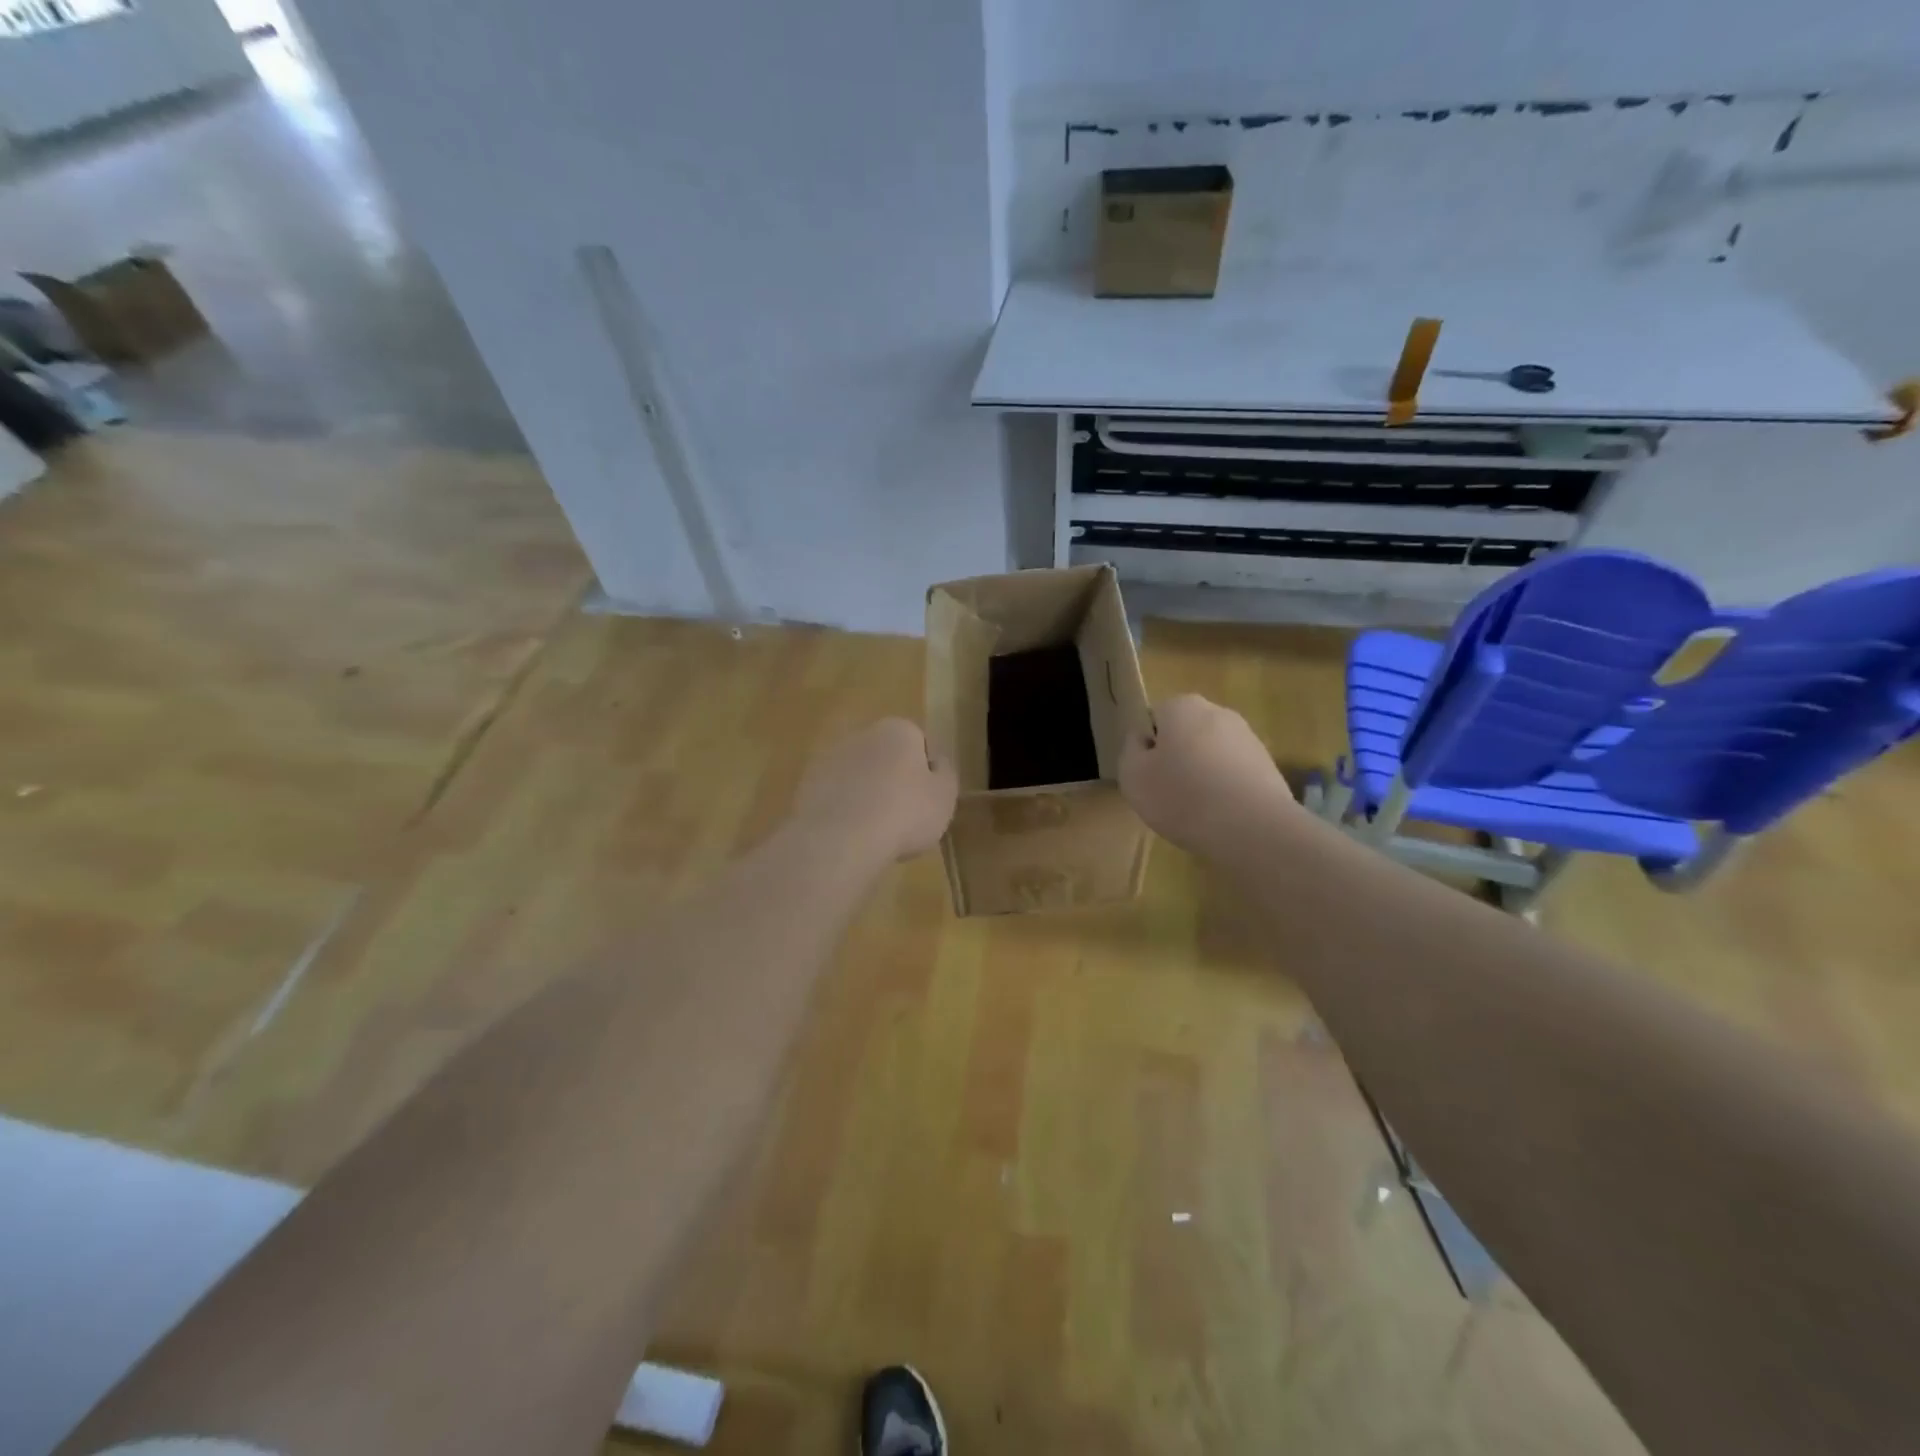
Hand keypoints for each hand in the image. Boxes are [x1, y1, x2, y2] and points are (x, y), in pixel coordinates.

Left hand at [792, 719, 957, 863]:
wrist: (841, 839)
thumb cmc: (905, 813)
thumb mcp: (945, 795)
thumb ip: (945, 773)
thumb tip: (937, 762)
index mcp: (898, 730)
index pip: (920, 744)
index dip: (926, 773)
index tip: (928, 800)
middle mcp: (862, 734)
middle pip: (886, 756)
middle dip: (893, 780)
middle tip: (904, 817)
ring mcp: (830, 758)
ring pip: (858, 776)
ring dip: (867, 794)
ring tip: (876, 832)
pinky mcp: (807, 784)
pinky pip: (836, 796)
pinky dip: (844, 810)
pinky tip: (851, 836)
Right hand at [1120, 694, 1294, 854]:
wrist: (1253, 828)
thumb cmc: (1182, 796)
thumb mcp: (1132, 775)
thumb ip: (1131, 750)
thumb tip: (1143, 740)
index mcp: (1182, 706)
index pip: (1153, 719)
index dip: (1146, 748)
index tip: (1147, 776)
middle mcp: (1218, 712)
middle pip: (1185, 735)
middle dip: (1176, 759)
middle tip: (1167, 794)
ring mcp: (1248, 739)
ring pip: (1211, 755)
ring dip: (1202, 776)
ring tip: (1196, 811)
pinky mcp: (1268, 767)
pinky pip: (1234, 776)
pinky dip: (1225, 792)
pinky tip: (1221, 817)